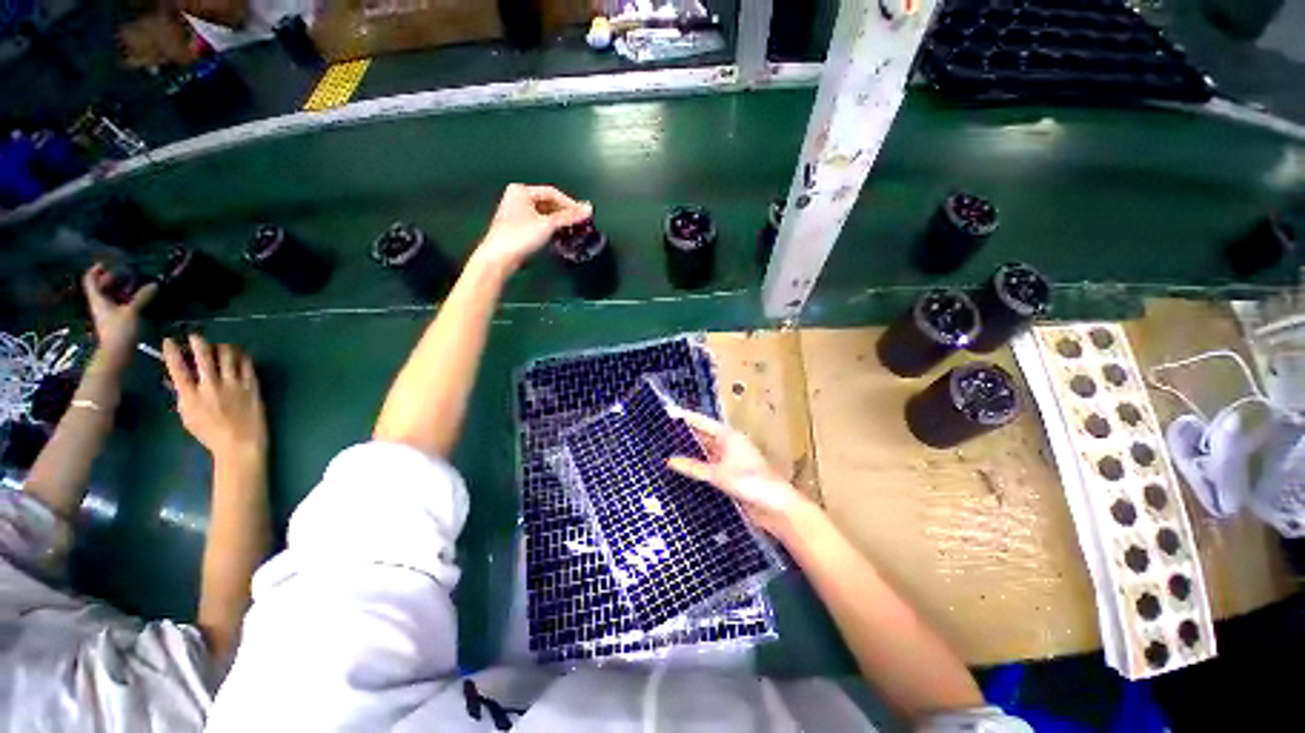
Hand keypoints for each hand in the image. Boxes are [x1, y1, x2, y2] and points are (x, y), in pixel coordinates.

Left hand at [83, 263, 156, 355]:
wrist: (117, 353)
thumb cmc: (120, 330)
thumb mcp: (132, 311)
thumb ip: (142, 297)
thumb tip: (154, 284)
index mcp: (98, 299)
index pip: (91, 280)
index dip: (96, 270)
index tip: (106, 263)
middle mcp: (99, 304)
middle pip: (100, 288)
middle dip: (111, 279)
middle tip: (125, 273)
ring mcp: (106, 314)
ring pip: (109, 296)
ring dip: (119, 289)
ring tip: (133, 285)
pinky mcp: (114, 321)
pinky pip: (117, 305)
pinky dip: (124, 299)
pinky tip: (135, 300)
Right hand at [163, 335, 266, 464]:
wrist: (240, 443)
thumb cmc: (211, 434)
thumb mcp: (188, 416)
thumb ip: (182, 396)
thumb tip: (174, 379)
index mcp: (191, 396)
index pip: (177, 369)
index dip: (172, 353)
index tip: (169, 340)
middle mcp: (211, 387)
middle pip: (203, 358)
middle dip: (198, 343)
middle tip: (195, 335)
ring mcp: (233, 385)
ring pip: (228, 357)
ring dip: (222, 347)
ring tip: (220, 344)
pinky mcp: (251, 387)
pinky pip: (247, 366)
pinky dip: (243, 357)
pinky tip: (241, 353)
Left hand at [475, 184, 592, 268]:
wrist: (500, 257)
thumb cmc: (521, 236)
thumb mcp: (548, 224)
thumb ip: (569, 217)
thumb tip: (588, 210)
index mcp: (521, 191)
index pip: (552, 192)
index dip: (569, 203)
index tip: (584, 214)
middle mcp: (517, 197)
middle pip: (547, 202)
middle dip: (564, 212)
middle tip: (580, 222)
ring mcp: (516, 212)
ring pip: (544, 213)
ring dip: (558, 221)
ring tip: (572, 229)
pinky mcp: (517, 226)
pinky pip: (539, 221)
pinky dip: (550, 227)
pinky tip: (559, 234)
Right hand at [667, 409, 815, 539]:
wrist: (776, 508)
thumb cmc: (751, 483)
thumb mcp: (719, 474)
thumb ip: (694, 467)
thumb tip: (670, 460)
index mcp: (728, 436)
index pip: (702, 422)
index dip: (685, 417)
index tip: (667, 413)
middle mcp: (727, 445)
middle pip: (702, 436)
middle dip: (684, 435)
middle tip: (661, 433)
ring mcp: (728, 461)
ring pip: (704, 453)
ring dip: (689, 452)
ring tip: (665, 450)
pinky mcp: (729, 476)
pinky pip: (707, 468)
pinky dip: (695, 468)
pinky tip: (681, 471)